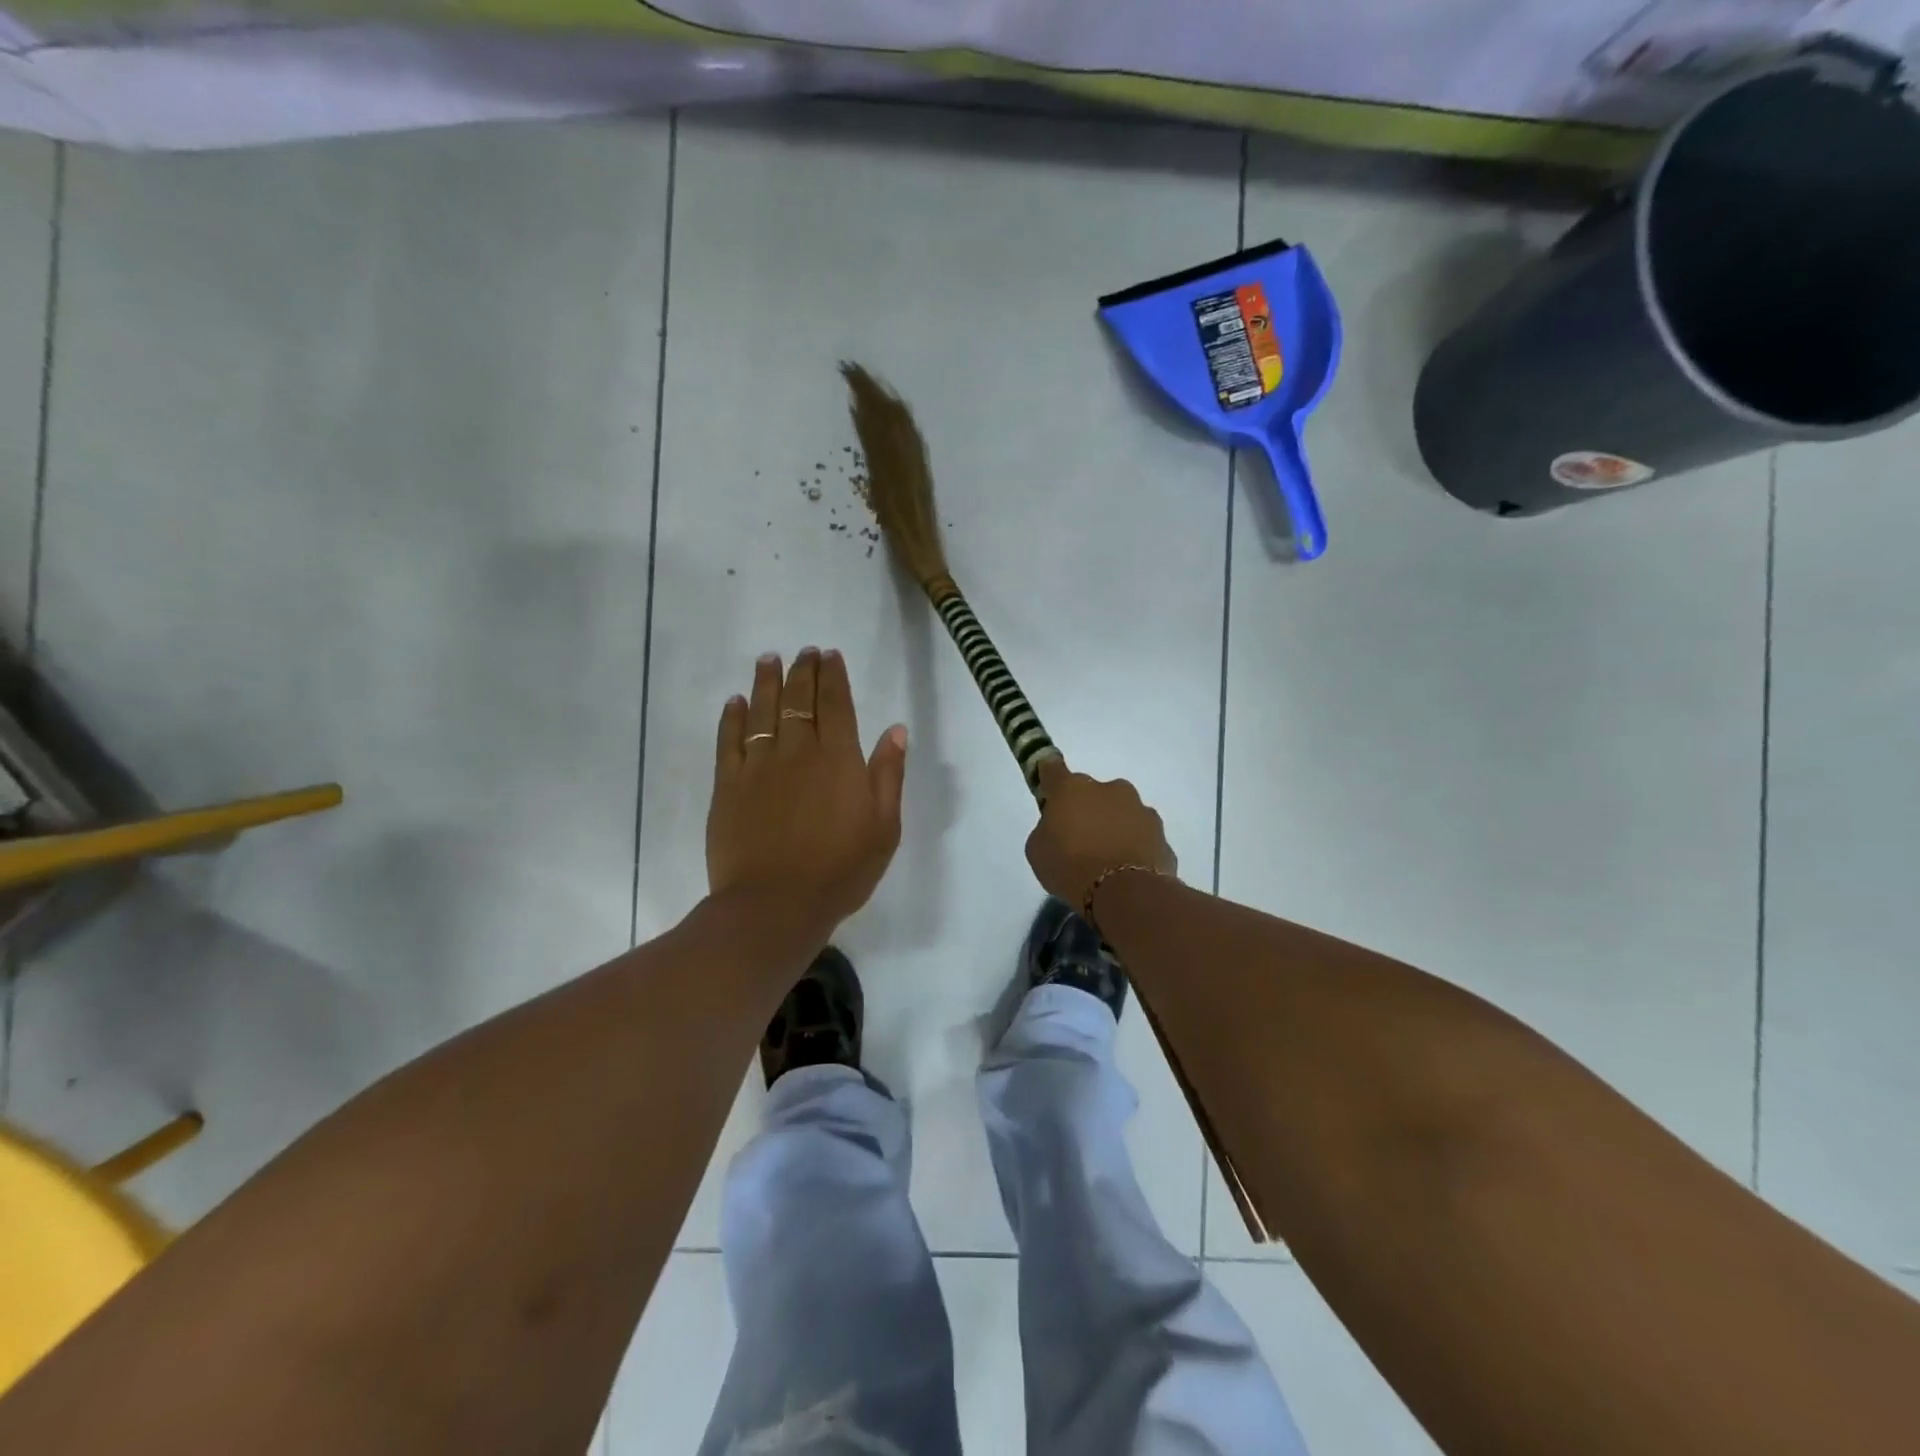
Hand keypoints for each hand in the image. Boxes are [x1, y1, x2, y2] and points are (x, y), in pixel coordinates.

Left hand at [707, 648, 907, 941]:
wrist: (775, 904)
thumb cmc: (840, 870)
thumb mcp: (884, 827)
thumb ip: (888, 774)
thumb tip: (895, 729)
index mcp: (839, 759)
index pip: (836, 704)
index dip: (833, 676)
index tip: (829, 655)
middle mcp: (798, 752)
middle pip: (799, 700)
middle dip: (803, 671)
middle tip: (804, 651)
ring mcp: (759, 766)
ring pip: (762, 712)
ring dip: (766, 682)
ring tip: (768, 659)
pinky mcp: (727, 786)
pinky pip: (729, 741)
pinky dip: (732, 718)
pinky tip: (735, 702)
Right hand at [1025, 758, 1176, 910]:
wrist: (1125, 894)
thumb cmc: (1070, 867)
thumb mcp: (1038, 850)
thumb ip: (1046, 829)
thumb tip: (1059, 827)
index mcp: (1072, 788)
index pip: (1053, 769)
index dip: (1048, 778)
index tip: (1047, 791)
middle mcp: (1110, 789)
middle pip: (1093, 793)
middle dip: (1087, 809)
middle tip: (1079, 839)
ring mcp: (1141, 810)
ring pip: (1122, 813)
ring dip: (1114, 827)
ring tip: (1107, 860)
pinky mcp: (1162, 835)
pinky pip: (1141, 837)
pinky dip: (1134, 848)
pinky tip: (1126, 872)